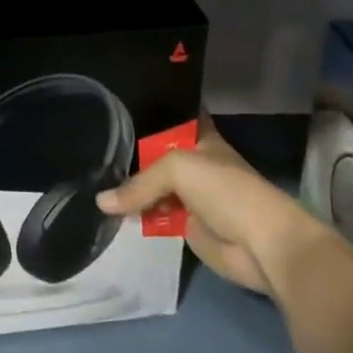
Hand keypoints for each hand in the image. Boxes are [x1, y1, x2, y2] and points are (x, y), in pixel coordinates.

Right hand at [95, 110, 326, 296]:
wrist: (260, 244)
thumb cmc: (225, 190)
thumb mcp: (178, 169)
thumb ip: (139, 183)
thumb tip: (101, 203)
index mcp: (200, 138)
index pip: (170, 118)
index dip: (147, 112)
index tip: (115, 108)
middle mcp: (193, 163)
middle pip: (155, 154)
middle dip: (129, 154)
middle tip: (91, 147)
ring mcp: (189, 195)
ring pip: (153, 187)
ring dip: (130, 189)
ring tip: (91, 177)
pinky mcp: (186, 226)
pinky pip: (154, 216)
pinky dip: (136, 216)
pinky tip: (107, 211)